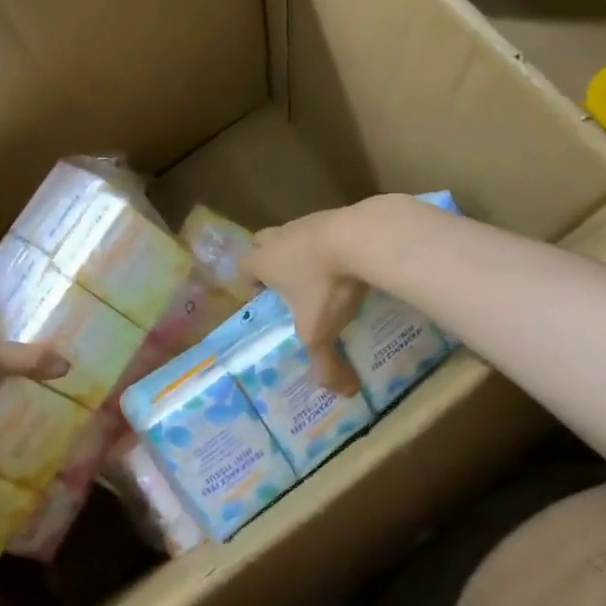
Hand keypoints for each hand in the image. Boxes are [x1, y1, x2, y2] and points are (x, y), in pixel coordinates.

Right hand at [242, 207, 370, 397]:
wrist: (362, 237)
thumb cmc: (326, 285)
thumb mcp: (320, 331)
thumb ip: (326, 364)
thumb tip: (343, 393)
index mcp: (262, 261)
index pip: (243, 268)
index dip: (250, 283)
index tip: (266, 300)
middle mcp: (278, 237)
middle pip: (263, 244)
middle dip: (272, 262)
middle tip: (290, 286)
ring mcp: (306, 221)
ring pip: (294, 235)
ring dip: (303, 253)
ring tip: (324, 277)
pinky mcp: (335, 213)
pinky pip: (324, 230)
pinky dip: (332, 244)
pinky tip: (350, 262)